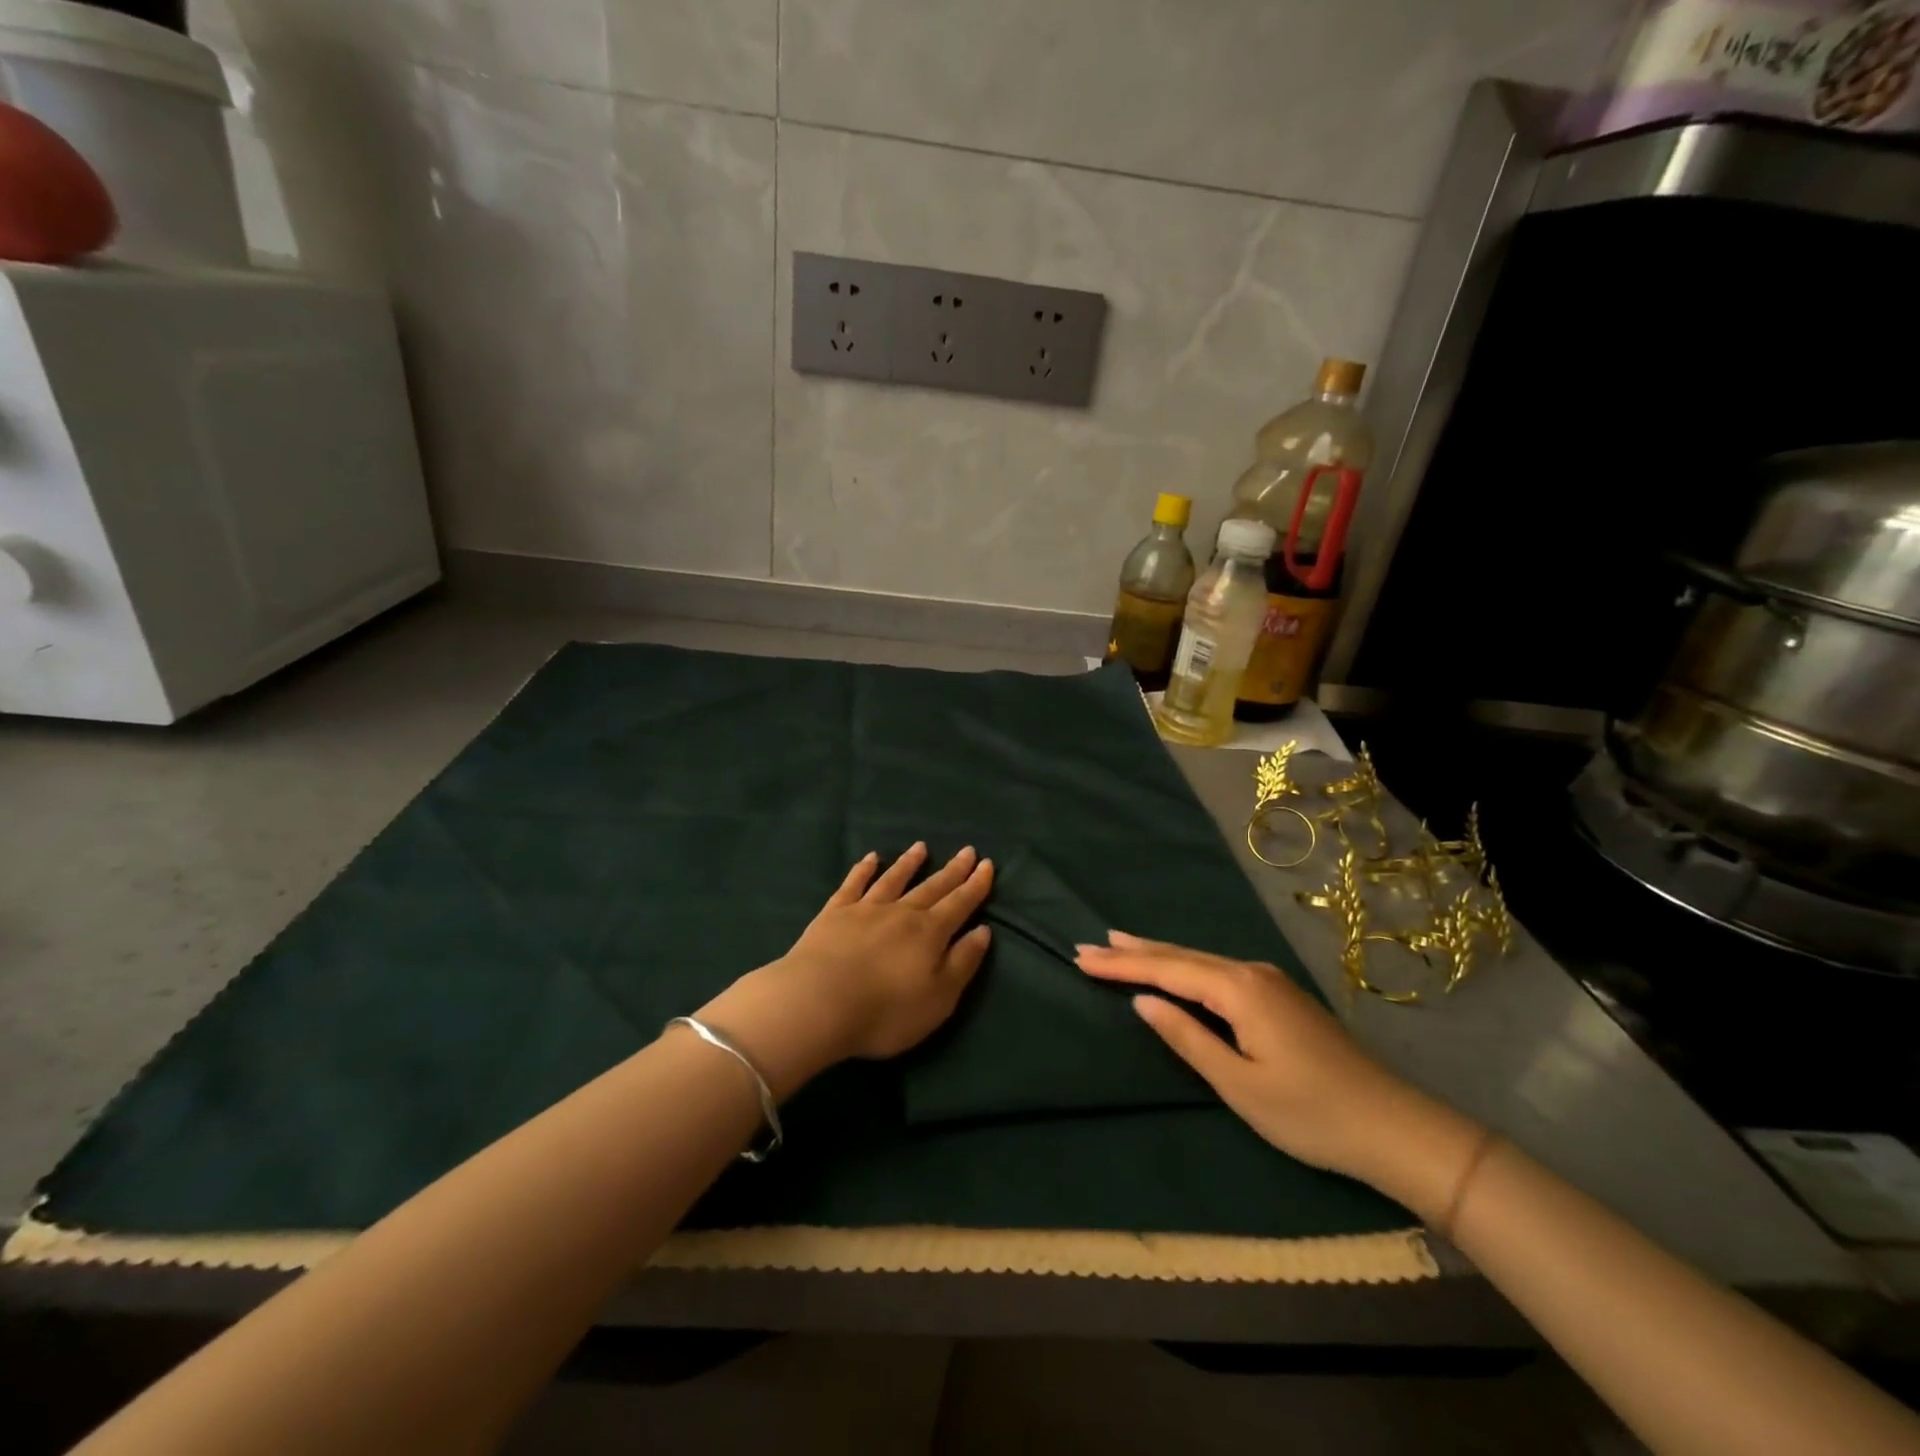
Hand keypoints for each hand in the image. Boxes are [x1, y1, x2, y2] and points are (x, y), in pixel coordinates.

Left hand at [697, 844, 993, 1097]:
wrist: (818, 1003)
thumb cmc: (885, 1011)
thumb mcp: (939, 998)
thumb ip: (962, 963)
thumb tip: (983, 931)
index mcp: (930, 933)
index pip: (959, 904)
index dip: (976, 886)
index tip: (987, 865)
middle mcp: (901, 913)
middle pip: (932, 887)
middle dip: (952, 870)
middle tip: (967, 851)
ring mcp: (866, 909)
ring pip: (894, 879)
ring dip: (909, 863)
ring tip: (921, 847)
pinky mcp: (834, 913)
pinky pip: (853, 884)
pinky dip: (863, 870)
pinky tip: (871, 858)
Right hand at [1076, 931, 1484, 1217]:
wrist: (1394, 1127)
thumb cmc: (1311, 1114)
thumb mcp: (1239, 1084)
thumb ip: (1187, 1038)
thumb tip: (1143, 1001)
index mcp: (1238, 989)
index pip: (1166, 969)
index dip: (1121, 965)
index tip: (1080, 957)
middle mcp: (1251, 972)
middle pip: (1180, 956)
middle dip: (1132, 951)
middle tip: (1089, 944)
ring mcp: (1268, 980)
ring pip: (1200, 960)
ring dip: (1157, 954)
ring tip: (1119, 944)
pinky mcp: (1279, 995)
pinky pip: (1217, 970)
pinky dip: (1184, 965)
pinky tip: (1174, 965)